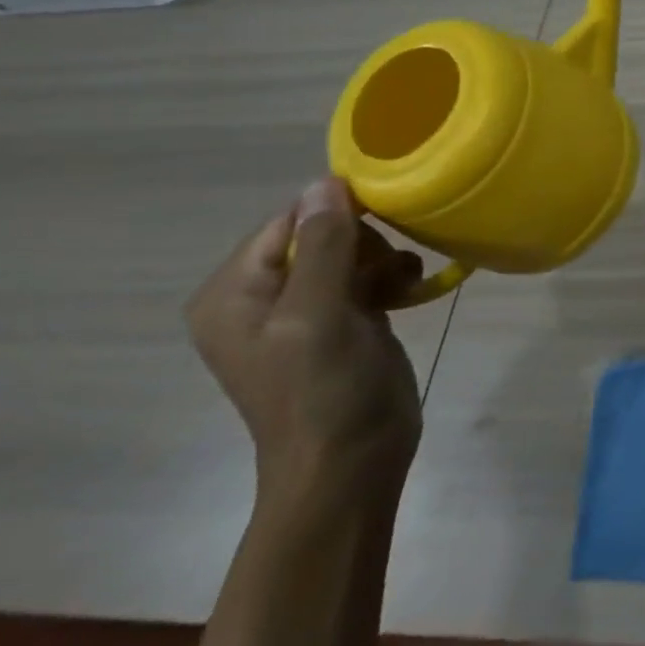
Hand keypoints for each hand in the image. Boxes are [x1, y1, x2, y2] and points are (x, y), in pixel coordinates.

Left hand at [188, 178, 423, 508]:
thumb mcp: (318, 314)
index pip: (288, 220)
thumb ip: (323, 246)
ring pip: (353, 252)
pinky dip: (392, 277)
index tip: (384, 223)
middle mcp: (262, 297)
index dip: (337, 214)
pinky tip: (410, 292)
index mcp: (234, 293)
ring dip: (385, 259)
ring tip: (404, 284)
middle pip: (323, 232)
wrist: (351, 464)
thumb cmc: (324, 391)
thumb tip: (326, 181)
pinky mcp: (344, 322)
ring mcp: (305, 311)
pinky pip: (368, 276)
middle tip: (388, 268)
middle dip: (365, 241)